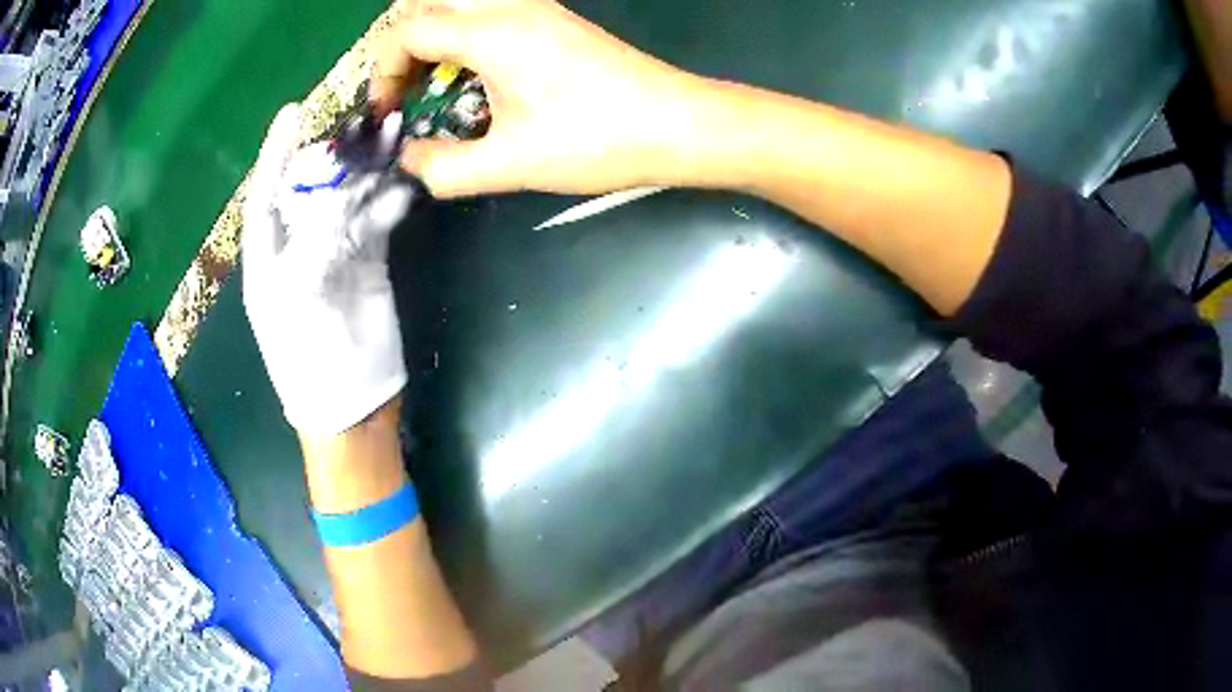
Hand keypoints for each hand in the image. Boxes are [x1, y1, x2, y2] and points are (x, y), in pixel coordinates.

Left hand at [242, 104, 414, 435]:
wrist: (353, 402)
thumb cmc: (309, 359)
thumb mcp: (297, 299)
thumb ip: (312, 242)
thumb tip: (335, 194)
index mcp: (268, 257)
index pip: (266, 195)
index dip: (275, 153)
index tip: (292, 112)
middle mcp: (298, 248)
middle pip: (312, 188)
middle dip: (334, 154)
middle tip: (360, 121)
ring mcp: (334, 252)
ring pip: (349, 199)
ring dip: (370, 170)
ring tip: (394, 135)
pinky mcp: (368, 261)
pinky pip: (377, 221)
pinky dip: (391, 201)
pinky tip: (405, 185)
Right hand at [371, 0, 712, 197]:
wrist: (678, 125)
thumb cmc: (597, 141)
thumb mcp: (509, 165)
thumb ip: (442, 167)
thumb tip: (409, 159)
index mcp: (493, 32)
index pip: (407, 31)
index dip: (382, 72)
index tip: (386, 114)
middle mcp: (511, 6)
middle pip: (427, 2)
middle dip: (400, 45)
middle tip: (402, 90)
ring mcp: (537, 9)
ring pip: (459, 2)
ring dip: (432, 36)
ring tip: (430, 83)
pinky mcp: (554, 20)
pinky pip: (488, 12)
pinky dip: (462, 36)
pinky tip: (473, 76)